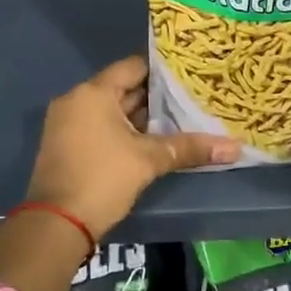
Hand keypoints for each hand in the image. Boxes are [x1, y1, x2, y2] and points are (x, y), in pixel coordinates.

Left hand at [26, 56, 239, 240]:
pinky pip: (99, 126)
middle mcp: (76, 100)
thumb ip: (189, 148)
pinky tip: (151, 141)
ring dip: (140, 116)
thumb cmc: (102, 179)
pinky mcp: (65, 144)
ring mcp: (67, 123)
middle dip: (155, 96)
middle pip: (122, 88)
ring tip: (178, 118)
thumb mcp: (149, 161)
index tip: (189, 74)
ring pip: (111, 110)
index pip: (133, 67)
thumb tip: (235, 147)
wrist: (56, 224)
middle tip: (191, 97)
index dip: (161, 70)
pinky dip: (123, 130)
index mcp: (93, 93)